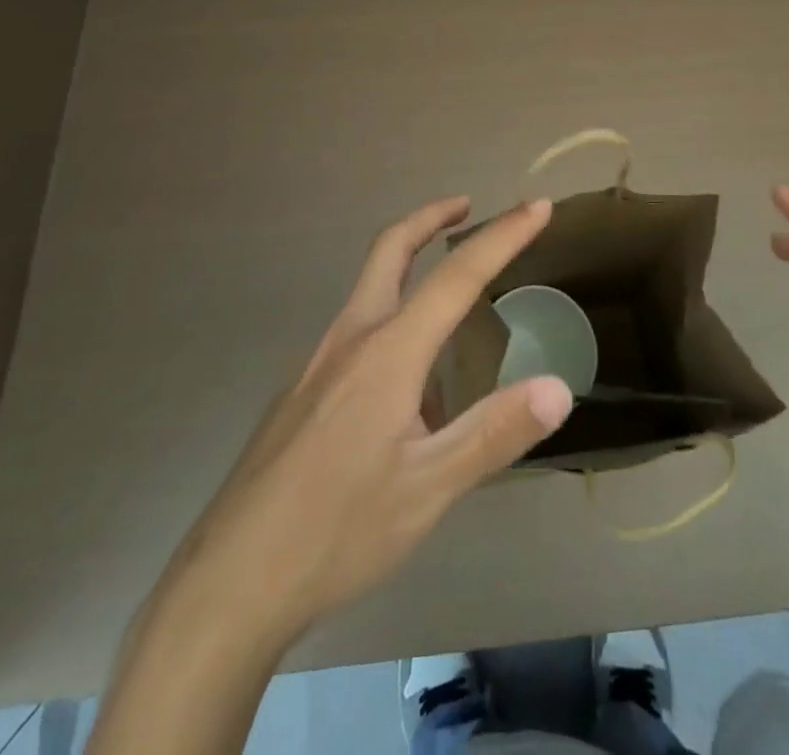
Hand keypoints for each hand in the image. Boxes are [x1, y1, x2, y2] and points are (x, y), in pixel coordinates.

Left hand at [162, 196, 573, 642]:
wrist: (229, 582)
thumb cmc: (337, 531)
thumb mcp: (428, 490)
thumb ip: (494, 434)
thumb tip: (558, 387)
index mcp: (388, 352)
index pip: (457, 275)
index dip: (503, 236)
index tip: (538, 206)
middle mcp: (351, 339)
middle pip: (390, 250)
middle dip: (431, 218)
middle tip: (466, 206)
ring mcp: (318, 363)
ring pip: (368, 289)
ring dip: (408, 266)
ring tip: (449, 298)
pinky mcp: (301, 392)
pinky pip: (354, 333)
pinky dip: (390, 318)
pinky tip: (405, 382)